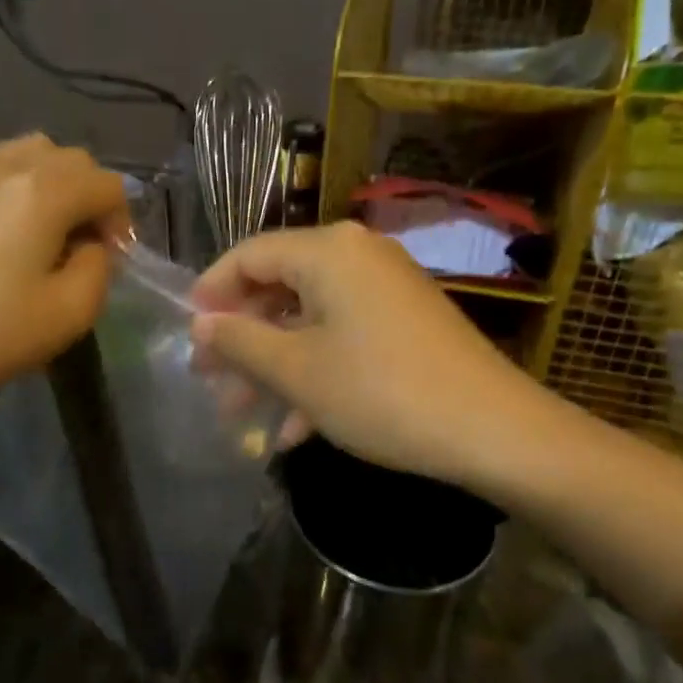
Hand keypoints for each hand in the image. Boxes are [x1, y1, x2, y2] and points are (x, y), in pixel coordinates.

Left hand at [0, 134, 128, 403]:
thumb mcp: (73, 310)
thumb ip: (101, 265)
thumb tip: (92, 243)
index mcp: (44, 191)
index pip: (108, 185)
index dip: (122, 221)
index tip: (113, 259)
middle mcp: (10, 163)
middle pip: (75, 160)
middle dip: (93, 197)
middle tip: (88, 245)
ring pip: (38, 152)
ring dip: (60, 182)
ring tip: (54, 227)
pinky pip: (3, 161)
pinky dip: (25, 180)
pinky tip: (17, 223)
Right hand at [190, 223, 542, 487]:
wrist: (494, 431)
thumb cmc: (380, 392)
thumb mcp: (296, 371)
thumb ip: (240, 342)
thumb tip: (200, 325)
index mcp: (327, 251)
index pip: (249, 255)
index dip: (211, 293)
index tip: (187, 335)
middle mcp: (357, 256)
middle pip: (279, 287)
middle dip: (242, 339)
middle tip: (211, 381)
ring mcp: (386, 289)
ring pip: (310, 319)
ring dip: (274, 365)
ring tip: (244, 414)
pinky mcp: (406, 322)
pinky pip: (344, 336)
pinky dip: (316, 372)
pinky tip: (297, 429)